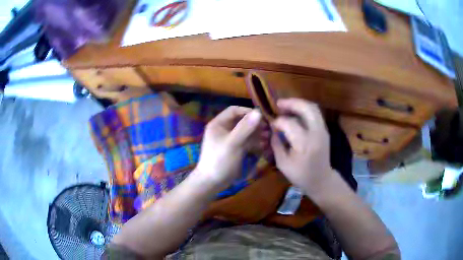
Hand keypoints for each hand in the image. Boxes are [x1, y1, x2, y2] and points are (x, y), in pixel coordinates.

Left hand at [196, 106, 262, 185]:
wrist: (212, 182)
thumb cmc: (220, 160)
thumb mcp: (232, 143)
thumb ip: (245, 127)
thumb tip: (258, 112)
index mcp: (218, 124)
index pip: (234, 110)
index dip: (248, 111)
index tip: (262, 116)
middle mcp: (224, 129)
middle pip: (241, 121)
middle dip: (255, 124)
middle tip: (269, 128)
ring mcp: (230, 140)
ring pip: (245, 132)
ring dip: (257, 134)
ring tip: (269, 137)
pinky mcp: (235, 149)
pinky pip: (246, 142)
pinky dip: (254, 142)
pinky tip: (264, 145)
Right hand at [271, 98, 334, 196]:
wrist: (321, 180)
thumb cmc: (301, 176)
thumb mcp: (283, 164)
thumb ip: (276, 144)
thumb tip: (273, 129)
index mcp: (304, 144)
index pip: (289, 123)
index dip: (278, 122)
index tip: (271, 125)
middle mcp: (316, 133)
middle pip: (306, 108)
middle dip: (291, 103)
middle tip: (278, 104)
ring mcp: (323, 130)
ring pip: (313, 107)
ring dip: (298, 104)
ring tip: (286, 106)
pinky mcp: (324, 130)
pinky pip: (315, 113)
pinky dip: (304, 109)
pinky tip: (295, 113)